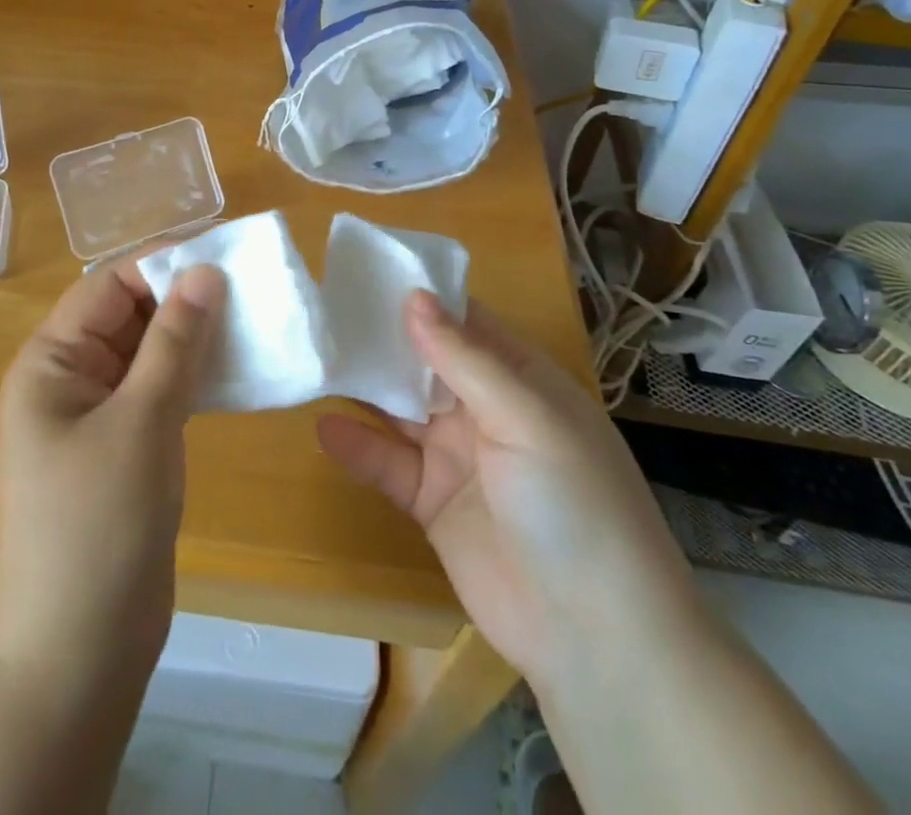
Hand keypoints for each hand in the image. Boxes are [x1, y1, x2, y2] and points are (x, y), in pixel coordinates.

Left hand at [0, 258, 226, 689]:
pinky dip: (192, 378)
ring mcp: (95, 418)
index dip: (163, 266)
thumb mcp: (141, 421)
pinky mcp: (122, 450)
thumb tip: (204, 271)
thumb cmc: (98, 526)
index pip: (109, 287)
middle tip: (251, 290)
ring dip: (193, 339)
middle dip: (183, 300)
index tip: (225, 257)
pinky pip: (157, 393)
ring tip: (252, 322)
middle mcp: (68, 380)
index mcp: (51, 362)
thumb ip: (174, 341)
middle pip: (128, 317)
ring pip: (148, 355)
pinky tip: (234, 372)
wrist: (76, 657)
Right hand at [317, 292, 698, 690]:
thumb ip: (464, 358)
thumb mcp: (526, 418)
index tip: (365, 272)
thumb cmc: (574, 504)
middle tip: (323, 312)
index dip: (419, 297)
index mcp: (519, 379)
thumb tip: (414, 295)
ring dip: (363, 387)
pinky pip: (388, 463)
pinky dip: (358, 445)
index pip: (463, 321)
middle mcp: (485, 409)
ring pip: (400, 409)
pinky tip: (324, 426)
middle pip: (423, 362)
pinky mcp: (432, 502)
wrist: (596, 639)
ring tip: (314, 359)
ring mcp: (457, 456)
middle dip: (380, 339)